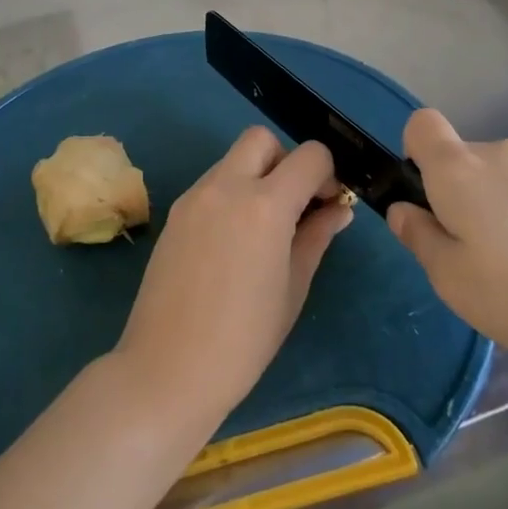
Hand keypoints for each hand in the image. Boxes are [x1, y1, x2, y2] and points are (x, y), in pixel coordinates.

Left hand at [113, 127, 352, 433]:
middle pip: (262, 139)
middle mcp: (227, 186)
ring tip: (264, 228)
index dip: (328, 173)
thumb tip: (339, 208)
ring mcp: (194, 197)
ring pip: (233, 159)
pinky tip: (234, 240)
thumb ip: (317, 236)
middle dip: (286, 161)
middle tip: (294, 205)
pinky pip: (211, 183)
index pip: (310, 156)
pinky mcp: (175, 213)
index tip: (329, 204)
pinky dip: (231, 193)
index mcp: (265, 204)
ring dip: (256, 175)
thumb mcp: (294, 287)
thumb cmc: (245, 339)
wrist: (168, 369)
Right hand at [386, 109, 507, 390]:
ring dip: (499, 217)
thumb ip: (420, 239)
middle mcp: (502, 154)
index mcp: (460, 169)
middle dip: (458, 201)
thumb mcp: (455, 283)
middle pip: (463, 161)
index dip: (414, 155)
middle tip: (474, 262)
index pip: (421, 125)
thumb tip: (405, 210)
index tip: (427, 203)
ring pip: (501, 183)